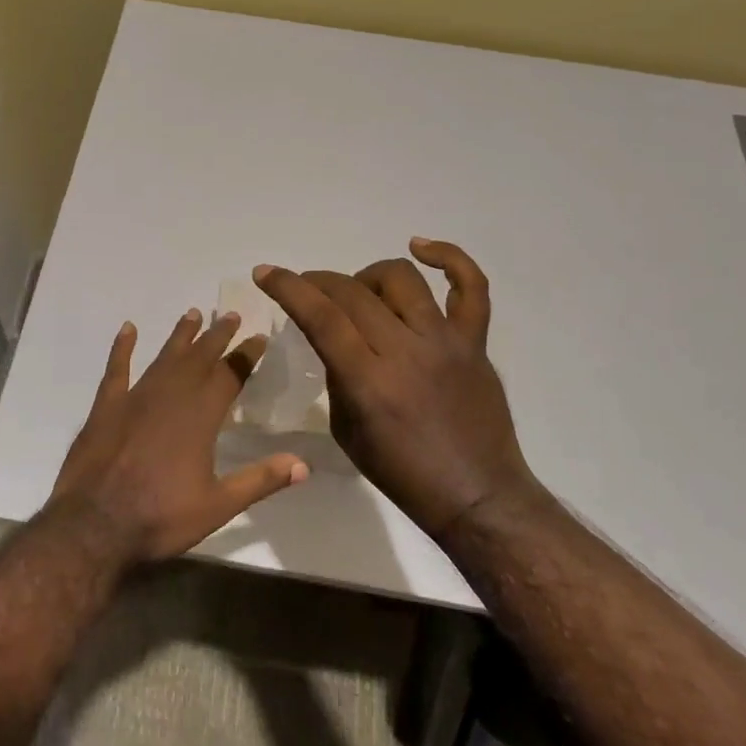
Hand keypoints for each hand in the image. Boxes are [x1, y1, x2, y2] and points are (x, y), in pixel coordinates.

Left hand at [47, 309, 309, 565]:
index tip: (259, 337)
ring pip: (164, 356)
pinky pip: (116, 368)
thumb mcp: (218, 505)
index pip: (230, 375)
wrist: (94, 525)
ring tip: (193, 313)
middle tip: (232, 315)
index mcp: (200, 416)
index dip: (246, 355)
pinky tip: (128, 329)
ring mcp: (135, 397)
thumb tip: (304, 465)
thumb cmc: (160, 516)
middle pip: (199, 358)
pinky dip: (122, 347)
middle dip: (217, 336)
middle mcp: (171, 396)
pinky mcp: (106, 406)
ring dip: (180, 335)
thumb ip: (260, 480)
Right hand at [253, 239, 539, 542]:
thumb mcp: (347, 431)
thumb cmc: (404, 473)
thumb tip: (332, 338)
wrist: (477, 496)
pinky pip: (471, 288)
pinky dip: (449, 258)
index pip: (322, 318)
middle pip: (354, 293)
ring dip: (367, 276)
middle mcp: (407, 352)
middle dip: (319, 282)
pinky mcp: (475, 342)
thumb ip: (337, 376)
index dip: (289, 288)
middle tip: (307, 289)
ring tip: (359, 291)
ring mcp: (446, 342)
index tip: (267, 272)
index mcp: (370, 382)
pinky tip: (420, 248)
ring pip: (401, 278)